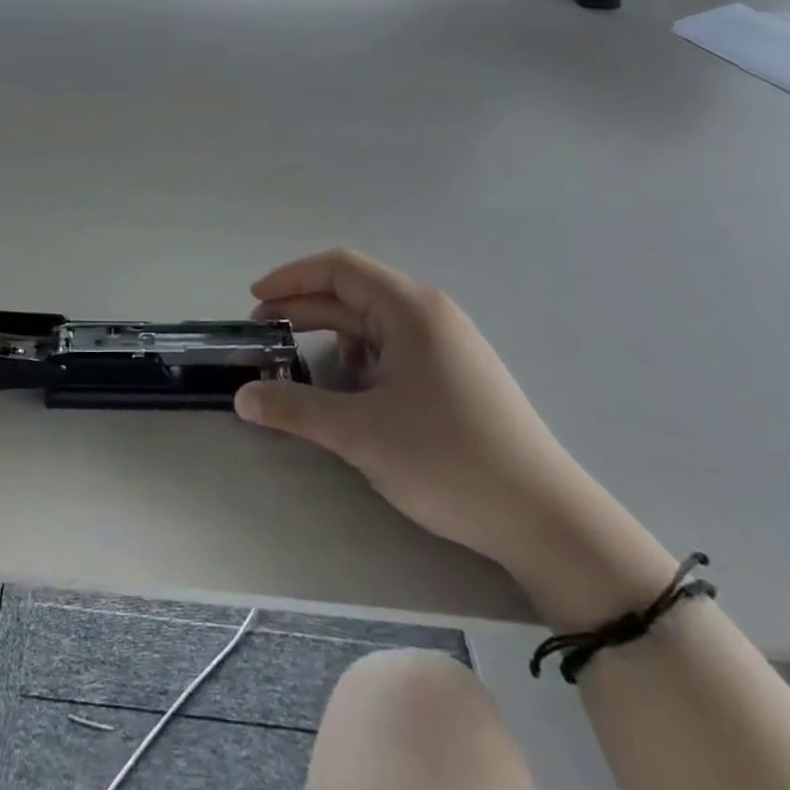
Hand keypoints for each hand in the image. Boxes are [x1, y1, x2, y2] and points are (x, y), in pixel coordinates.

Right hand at [234, 248, 590, 570]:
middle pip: (353, 292)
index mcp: (410, 309)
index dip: (291, 277)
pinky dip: (360, 357)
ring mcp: (447, 343)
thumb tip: (243, 398)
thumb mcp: (361, 434)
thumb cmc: (449, 460)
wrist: (547, 521)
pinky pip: (394, 347)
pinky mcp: (455, 373)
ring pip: (373, 322)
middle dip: (304, 307)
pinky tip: (349, 389)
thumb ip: (295, 409)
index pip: (338, 268)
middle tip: (263, 333)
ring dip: (331, 334)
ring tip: (297, 361)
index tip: (254, 299)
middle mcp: (430, 314)